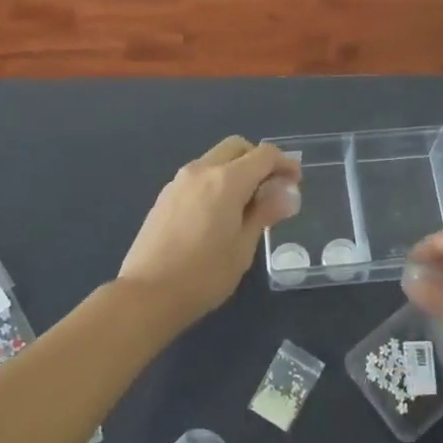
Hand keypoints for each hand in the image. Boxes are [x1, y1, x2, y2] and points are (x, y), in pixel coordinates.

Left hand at [118, 136, 300, 325]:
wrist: (147, 294)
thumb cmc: (204, 275)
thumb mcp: (243, 246)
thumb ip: (265, 212)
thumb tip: (288, 193)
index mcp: (226, 180)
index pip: (263, 155)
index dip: (285, 163)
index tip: (295, 182)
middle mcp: (201, 170)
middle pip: (237, 147)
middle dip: (258, 160)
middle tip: (271, 189)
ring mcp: (179, 181)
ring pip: (215, 160)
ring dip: (236, 170)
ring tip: (247, 205)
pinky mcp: (165, 196)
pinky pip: (199, 176)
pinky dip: (216, 182)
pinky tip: (219, 214)